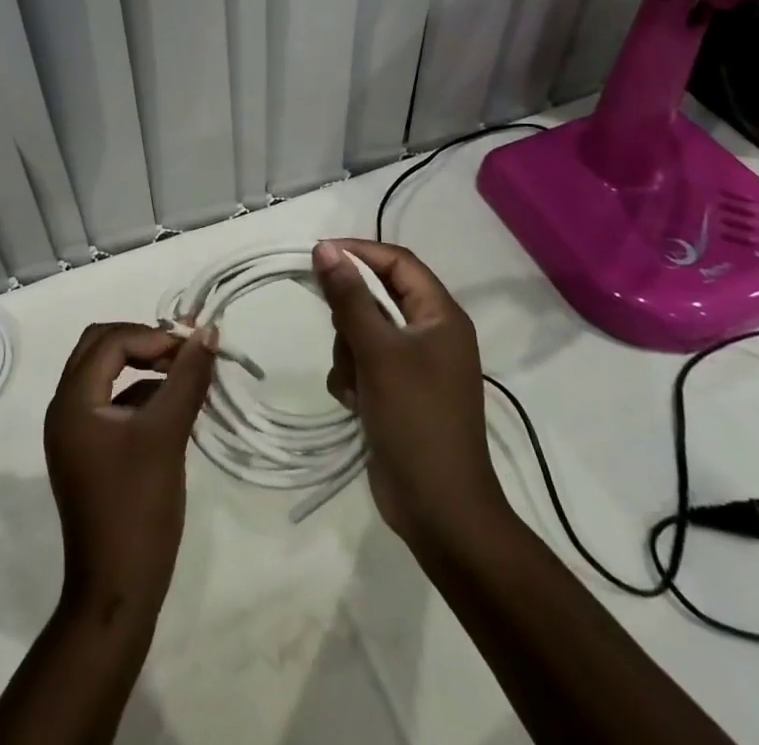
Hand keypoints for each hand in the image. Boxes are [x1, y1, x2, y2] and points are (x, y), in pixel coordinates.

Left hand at [43, 322, 216, 625]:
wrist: (117, 591)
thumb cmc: (138, 507)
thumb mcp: (167, 434)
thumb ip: (186, 378)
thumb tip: (206, 332)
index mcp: (73, 401)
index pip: (110, 341)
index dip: (152, 336)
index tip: (191, 349)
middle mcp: (65, 408)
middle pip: (100, 348)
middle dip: (143, 342)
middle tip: (183, 353)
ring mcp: (74, 432)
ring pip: (105, 374)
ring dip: (142, 366)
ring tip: (184, 376)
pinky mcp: (87, 452)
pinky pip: (111, 403)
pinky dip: (139, 394)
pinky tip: (172, 409)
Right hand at [313, 239, 507, 548]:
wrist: (439, 511)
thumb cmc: (416, 420)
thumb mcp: (378, 352)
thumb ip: (349, 297)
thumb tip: (325, 248)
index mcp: (441, 316)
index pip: (397, 262)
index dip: (359, 252)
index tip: (318, 255)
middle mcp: (431, 334)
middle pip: (377, 297)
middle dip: (351, 316)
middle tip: (342, 335)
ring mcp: (416, 366)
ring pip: (364, 331)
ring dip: (349, 353)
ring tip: (355, 384)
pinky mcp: (398, 393)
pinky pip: (364, 364)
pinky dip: (353, 378)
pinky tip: (354, 403)